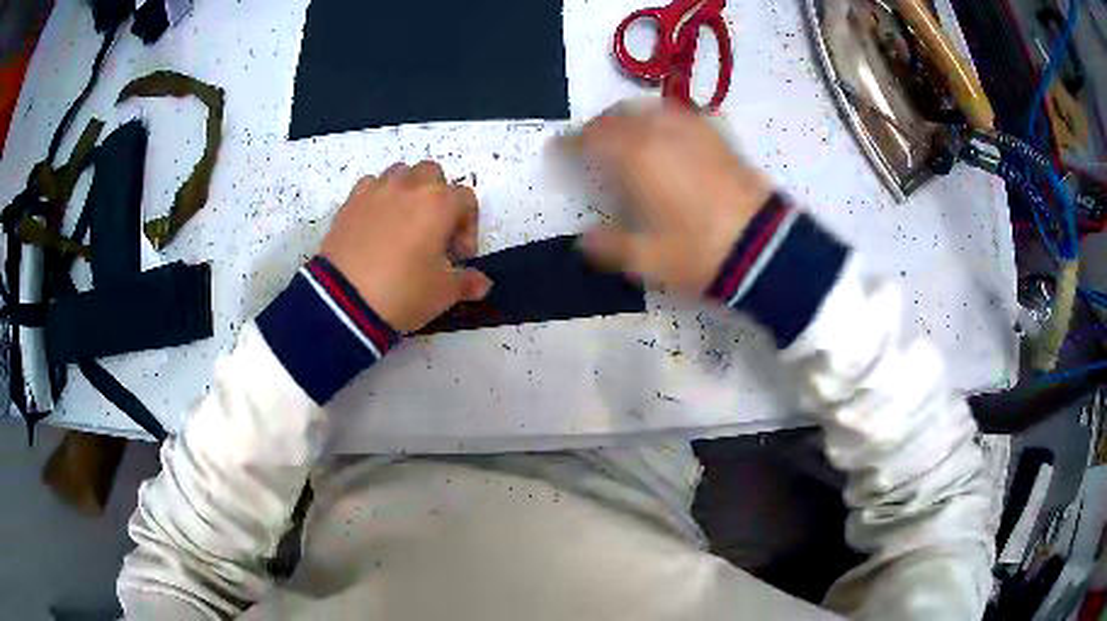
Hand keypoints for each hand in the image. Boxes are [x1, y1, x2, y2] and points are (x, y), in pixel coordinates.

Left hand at [320, 162, 491, 332]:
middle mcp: (410, 187)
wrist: (344, 301)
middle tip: (433, 231)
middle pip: (433, 175)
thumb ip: (467, 283)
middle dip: (439, 198)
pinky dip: (378, 197)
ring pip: (401, 173)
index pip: (466, 200)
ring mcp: (377, 191)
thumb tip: (483, 282)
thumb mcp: (443, 294)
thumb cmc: (403, 292)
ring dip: (409, 191)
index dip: (468, 228)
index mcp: (439, 204)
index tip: (459, 257)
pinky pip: (370, 186)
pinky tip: (375, 224)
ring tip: (404, 223)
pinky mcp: (351, 202)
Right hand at [569, 102, 772, 296]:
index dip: (570, 144)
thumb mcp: (647, 259)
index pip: (591, 139)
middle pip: (618, 116)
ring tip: (624, 137)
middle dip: (598, 127)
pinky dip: (661, 120)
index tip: (558, 150)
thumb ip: (609, 246)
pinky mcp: (717, 136)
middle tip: (589, 143)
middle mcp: (660, 132)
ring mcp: (692, 129)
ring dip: (628, 118)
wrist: (764, 247)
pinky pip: (680, 115)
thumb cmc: (699, 252)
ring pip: (648, 109)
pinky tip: (665, 137)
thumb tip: (584, 240)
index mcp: (636, 157)